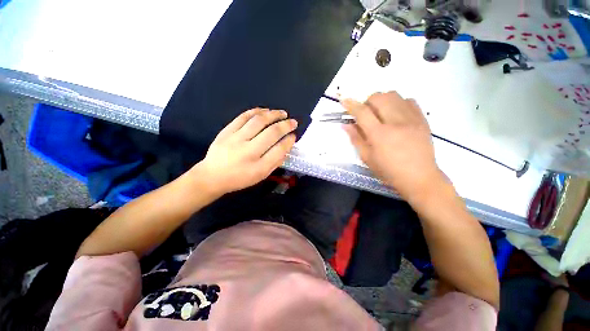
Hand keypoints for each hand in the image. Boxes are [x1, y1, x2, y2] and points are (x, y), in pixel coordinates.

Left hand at [192, 108, 296, 195]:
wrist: (212, 176)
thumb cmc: (240, 178)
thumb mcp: (261, 176)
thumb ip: (275, 162)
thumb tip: (286, 146)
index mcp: (258, 166)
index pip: (279, 150)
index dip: (289, 141)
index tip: (294, 136)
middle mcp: (248, 151)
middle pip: (271, 133)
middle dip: (286, 125)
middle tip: (293, 122)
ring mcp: (236, 139)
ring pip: (259, 121)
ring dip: (273, 115)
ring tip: (282, 113)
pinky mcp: (227, 131)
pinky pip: (243, 117)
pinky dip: (256, 111)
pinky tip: (265, 110)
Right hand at [341, 92, 442, 199]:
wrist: (419, 178)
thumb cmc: (388, 171)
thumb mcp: (367, 158)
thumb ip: (356, 138)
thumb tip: (345, 124)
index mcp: (379, 135)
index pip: (362, 112)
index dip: (351, 104)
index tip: (344, 100)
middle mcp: (395, 122)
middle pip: (378, 97)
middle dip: (367, 102)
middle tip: (366, 114)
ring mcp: (411, 118)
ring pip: (394, 95)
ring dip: (382, 101)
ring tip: (380, 113)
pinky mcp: (422, 119)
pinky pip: (409, 100)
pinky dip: (398, 103)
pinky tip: (395, 115)